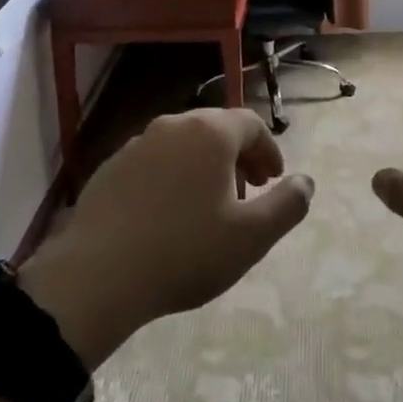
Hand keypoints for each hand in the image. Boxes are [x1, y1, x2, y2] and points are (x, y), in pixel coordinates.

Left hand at [18, 108, 312, 367]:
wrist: (97, 276)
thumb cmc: (185, 252)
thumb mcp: (251, 237)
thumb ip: (287, 205)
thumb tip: (306, 182)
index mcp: (210, 132)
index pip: (251, 124)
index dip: (269, 151)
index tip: (274, 182)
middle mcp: (174, 125)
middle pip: (217, 130)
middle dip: (239, 157)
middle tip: (248, 193)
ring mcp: (137, 143)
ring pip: (183, 145)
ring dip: (204, 167)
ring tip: (209, 206)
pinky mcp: (110, 167)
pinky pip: (154, 163)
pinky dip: (172, 178)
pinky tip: (167, 216)